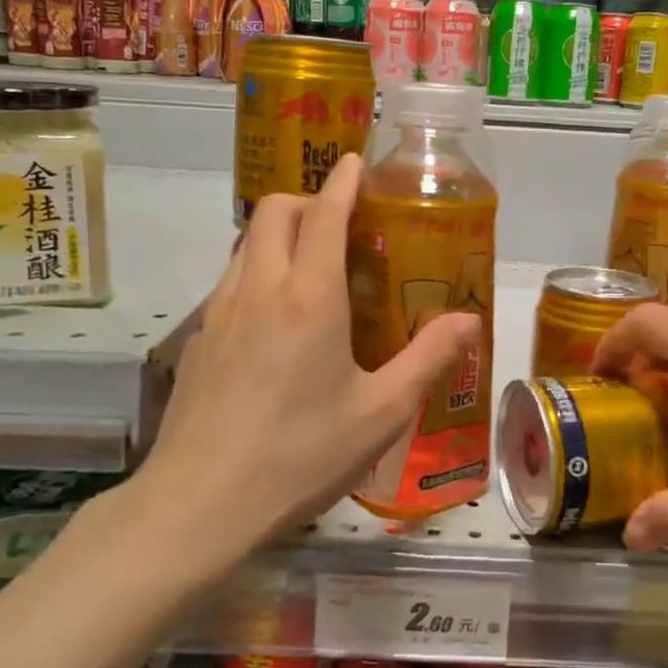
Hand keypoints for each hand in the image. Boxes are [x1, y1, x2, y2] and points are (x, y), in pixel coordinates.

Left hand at [143, 153, 479, 551]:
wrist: (198, 503)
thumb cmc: (300, 455)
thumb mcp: (381, 414)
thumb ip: (429, 359)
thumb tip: (470, 321)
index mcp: (309, 297)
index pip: (324, 213)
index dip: (343, 181)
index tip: (356, 163)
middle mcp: (259, 288)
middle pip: (274, 211)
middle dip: (307, 199)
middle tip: (341, 226)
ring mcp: (219, 312)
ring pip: (246, 243)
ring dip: (279, 234)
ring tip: (312, 269)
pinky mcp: (197, 339)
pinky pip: (230, 280)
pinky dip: (257, 271)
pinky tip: (276, 322)